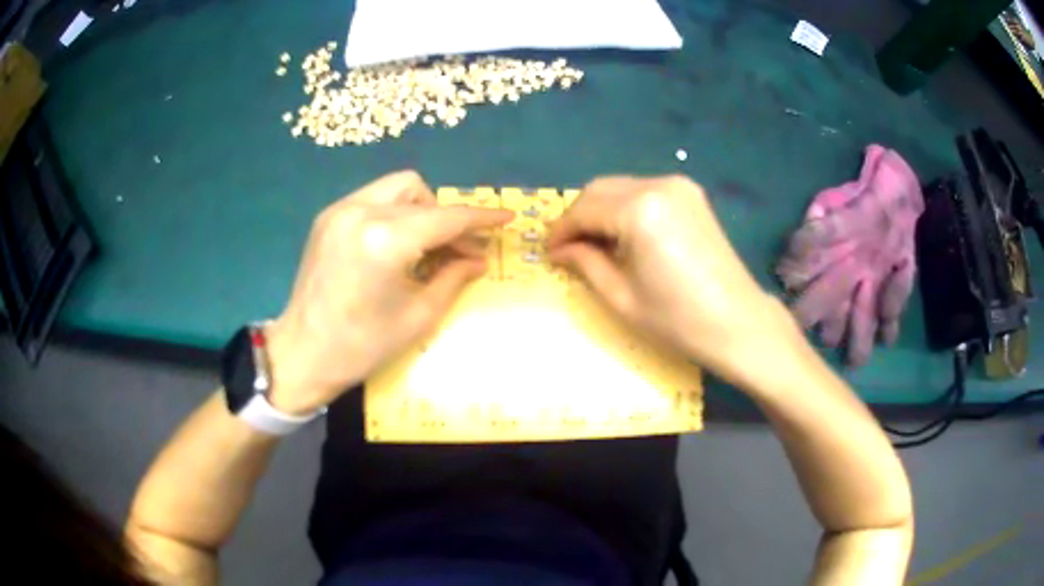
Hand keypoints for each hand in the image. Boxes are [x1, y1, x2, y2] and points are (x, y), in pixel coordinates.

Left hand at [265, 171, 512, 413]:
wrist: (303, 353)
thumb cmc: (363, 346)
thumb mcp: (418, 315)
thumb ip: (454, 278)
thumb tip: (479, 259)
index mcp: (384, 240)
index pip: (445, 218)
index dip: (481, 218)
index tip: (506, 217)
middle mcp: (360, 212)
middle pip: (420, 191)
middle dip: (444, 217)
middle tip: (456, 250)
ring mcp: (339, 210)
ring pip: (395, 188)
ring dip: (419, 210)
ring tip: (424, 247)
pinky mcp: (327, 217)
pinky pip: (373, 199)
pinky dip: (393, 214)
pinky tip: (395, 246)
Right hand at [548, 175, 793, 383]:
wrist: (737, 322)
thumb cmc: (678, 319)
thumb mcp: (621, 296)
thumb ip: (585, 263)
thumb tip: (561, 250)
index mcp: (639, 210)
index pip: (584, 210)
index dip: (561, 231)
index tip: (549, 252)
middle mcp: (658, 185)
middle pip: (600, 189)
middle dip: (579, 217)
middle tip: (569, 249)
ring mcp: (679, 186)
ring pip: (621, 187)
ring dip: (601, 211)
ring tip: (595, 246)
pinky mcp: (691, 195)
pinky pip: (644, 192)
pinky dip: (625, 209)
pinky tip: (625, 237)